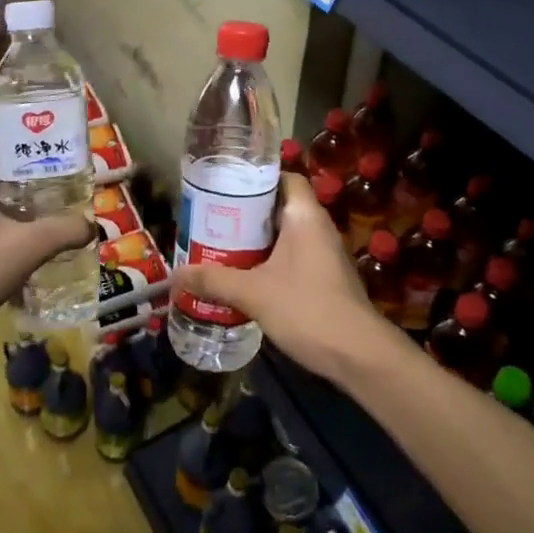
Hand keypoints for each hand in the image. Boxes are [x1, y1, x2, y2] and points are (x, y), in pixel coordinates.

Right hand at [175, 173, 391, 381]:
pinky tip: (246, 275)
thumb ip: (214, 280)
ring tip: (223, 245)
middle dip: (249, 212)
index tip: (228, 186)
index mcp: (306, 216)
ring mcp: (325, 254)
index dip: (259, 178)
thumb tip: (175, 275)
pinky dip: (271, 260)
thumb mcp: (253, 293)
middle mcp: (318, 227)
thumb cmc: (307, 309)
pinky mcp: (326, 279)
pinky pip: (294, 257)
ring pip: (287, 234)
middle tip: (215, 218)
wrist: (358, 355)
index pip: (286, 177)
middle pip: (282, 206)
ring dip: (259, 240)